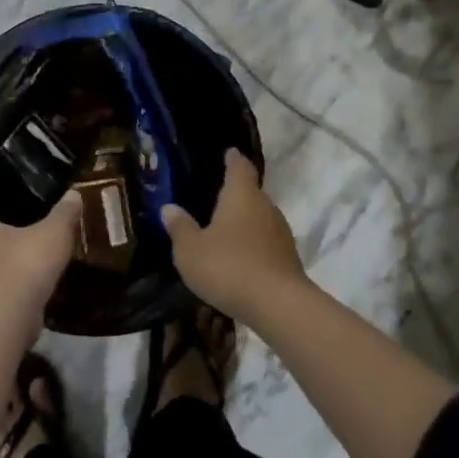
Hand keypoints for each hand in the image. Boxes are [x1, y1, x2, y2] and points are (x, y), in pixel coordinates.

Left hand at [0, 190, 82, 318]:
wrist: (9, 313)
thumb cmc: (26, 262)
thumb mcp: (54, 231)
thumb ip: (64, 213)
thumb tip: (74, 192)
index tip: (18, 228)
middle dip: (7, 252)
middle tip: (33, 250)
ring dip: (13, 278)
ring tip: (39, 275)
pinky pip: (5, 301)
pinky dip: (18, 300)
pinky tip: (38, 299)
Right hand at [163, 150, 306, 321]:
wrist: (278, 304)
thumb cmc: (228, 266)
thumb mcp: (190, 250)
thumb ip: (180, 227)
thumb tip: (170, 208)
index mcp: (241, 195)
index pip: (239, 167)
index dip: (233, 159)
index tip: (229, 152)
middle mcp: (265, 207)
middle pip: (252, 193)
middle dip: (236, 194)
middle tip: (216, 197)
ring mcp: (281, 233)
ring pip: (260, 219)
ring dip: (244, 222)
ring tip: (224, 230)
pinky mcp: (288, 259)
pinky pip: (265, 242)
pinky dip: (253, 245)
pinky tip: (238, 258)